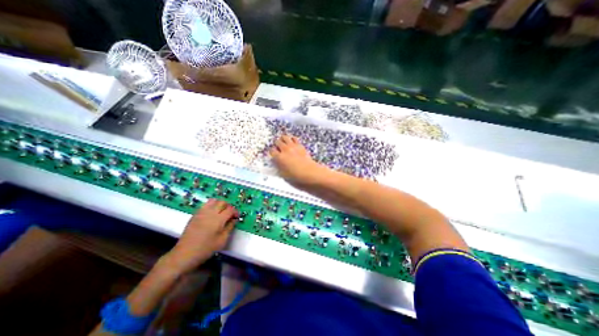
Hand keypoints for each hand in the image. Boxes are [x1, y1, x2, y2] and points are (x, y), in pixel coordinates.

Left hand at [165, 199, 238, 272]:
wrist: (184, 254)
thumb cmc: (206, 249)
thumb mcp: (222, 240)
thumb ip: (230, 227)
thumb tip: (234, 219)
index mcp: (218, 219)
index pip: (230, 209)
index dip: (235, 211)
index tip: (236, 217)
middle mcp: (210, 213)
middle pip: (222, 202)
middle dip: (228, 206)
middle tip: (229, 214)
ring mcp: (201, 212)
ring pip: (213, 200)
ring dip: (219, 204)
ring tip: (220, 212)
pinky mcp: (195, 214)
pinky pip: (205, 205)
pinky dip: (211, 206)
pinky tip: (211, 214)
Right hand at [271, 134, 326, 185]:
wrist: (308, 171)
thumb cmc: (296, 175)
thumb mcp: (283, 174)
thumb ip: (278, 167)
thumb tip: (277, 163)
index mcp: (279, 157)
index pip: (272, 150)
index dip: (272, 152)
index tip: (274, 154)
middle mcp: (285, 150)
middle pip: (277, 141)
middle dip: (277, 144)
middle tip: (278, 148)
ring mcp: (292, 146)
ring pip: (284, 137)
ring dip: (283, 139)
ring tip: (284, 142)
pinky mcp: (299, 145)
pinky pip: (294, 138)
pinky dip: (291, 139)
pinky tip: (292, 142)